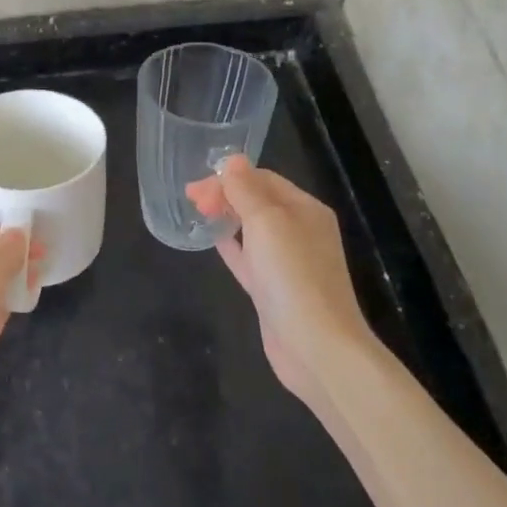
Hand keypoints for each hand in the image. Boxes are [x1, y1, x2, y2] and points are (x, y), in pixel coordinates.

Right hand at [186, 157, 368, 414]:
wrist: (315, 346)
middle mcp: (300, 231)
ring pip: (252, 229)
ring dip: (226, 217)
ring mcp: (287, 263)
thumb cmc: (292, 275)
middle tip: (190, 198)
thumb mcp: (267, 222)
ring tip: (196, 212)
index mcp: (305, 209)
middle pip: (258, 202)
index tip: (196, 187)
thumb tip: (232, 160)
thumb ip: (246, 190)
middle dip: (225, 195)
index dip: (229, 177)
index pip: (264, 179)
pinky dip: (231, 245)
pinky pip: (249, 257)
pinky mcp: (273, 289)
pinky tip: (213, 240)